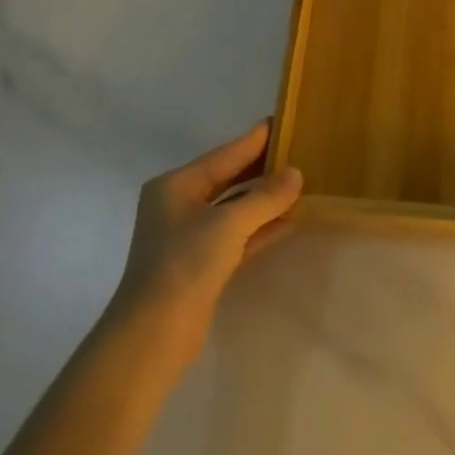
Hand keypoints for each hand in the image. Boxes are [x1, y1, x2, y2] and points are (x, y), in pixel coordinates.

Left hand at [106, 121, 302, 364]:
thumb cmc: (185, 264)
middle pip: (229, 179)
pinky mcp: (202, 264)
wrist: (153, 335)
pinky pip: (238, 235)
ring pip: (235, 208)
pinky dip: (261, 227)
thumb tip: (296, 174)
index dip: (254, 140)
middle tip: (298, 150)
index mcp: (176, 185)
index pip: (224, 154)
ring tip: (300, 183)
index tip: (281, 120)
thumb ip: (265, 197)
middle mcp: (179, 205)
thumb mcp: (228, 224)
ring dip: (265, 199)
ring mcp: (190, 236)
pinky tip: (290, 220)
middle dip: (262, 169)